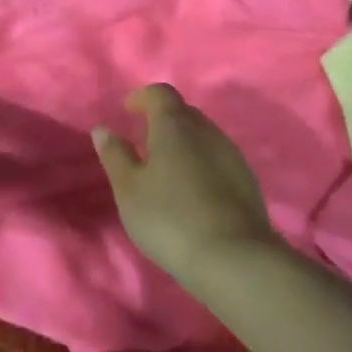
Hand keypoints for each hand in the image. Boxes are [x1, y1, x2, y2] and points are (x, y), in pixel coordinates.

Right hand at [92, 83, 278, 276]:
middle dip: (163, 120)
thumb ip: (115, 156)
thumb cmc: (169, 218)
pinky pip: (218, 159)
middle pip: (184, 113)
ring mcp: (232, 155)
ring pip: (204, 136)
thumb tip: (104, 129)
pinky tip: (192, 191)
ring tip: (166, 170)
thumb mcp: (129, 189)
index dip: (143, 97)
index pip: (161, 94)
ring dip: (184, 143)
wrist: (233, 257)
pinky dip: (201, 163)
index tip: (128, 110)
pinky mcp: (247, 181)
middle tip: (143, 142)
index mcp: (175, 126)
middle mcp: (207, 132)